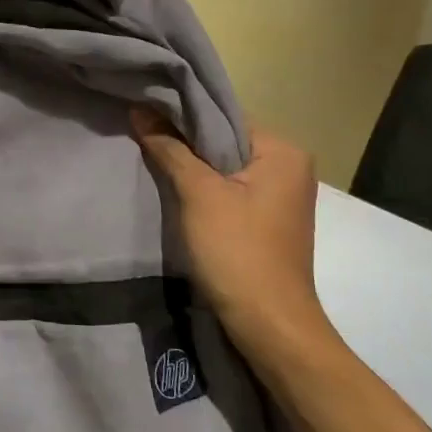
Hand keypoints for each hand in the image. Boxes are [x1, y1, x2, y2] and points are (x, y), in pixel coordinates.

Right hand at [133, 109, 325, 343]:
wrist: (268, 322)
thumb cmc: (237, 251)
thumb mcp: (198, 194)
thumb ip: (170, 149)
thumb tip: (141, 109)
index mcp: (283, 151)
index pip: (224, 118)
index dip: (182, 116)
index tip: (145, 115)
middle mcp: (289, 167)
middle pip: (225, 141)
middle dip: (185, 143)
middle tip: (142, 138)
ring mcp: (281, 195)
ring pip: (225, 167)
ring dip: (192, 167)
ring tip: (152, 161)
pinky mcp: (267, 220)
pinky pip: (231, 190)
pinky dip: (204, 189)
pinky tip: (176, 192)